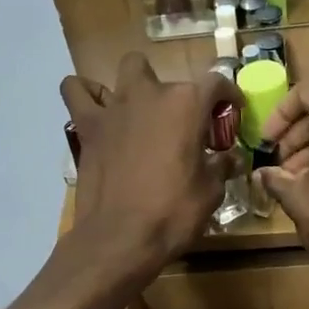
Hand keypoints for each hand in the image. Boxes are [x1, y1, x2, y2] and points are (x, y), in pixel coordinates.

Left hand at [65, 52, 239, 274]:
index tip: (231, 111)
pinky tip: (98, 111)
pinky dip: (86, 94)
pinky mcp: (87, 125)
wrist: (120, 238)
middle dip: (177, 96)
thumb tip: (230, 158)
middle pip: (168, 77)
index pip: (216, 83)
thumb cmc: (173, 214)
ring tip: (140, 112)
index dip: (228, 96)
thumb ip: (221, 166)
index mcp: (187, 105)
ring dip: (137, 85)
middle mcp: (150, 94)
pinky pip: (77, 91)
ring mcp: (115, 107)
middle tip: (180, 126)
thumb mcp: (211, 193)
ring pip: (127, 70)